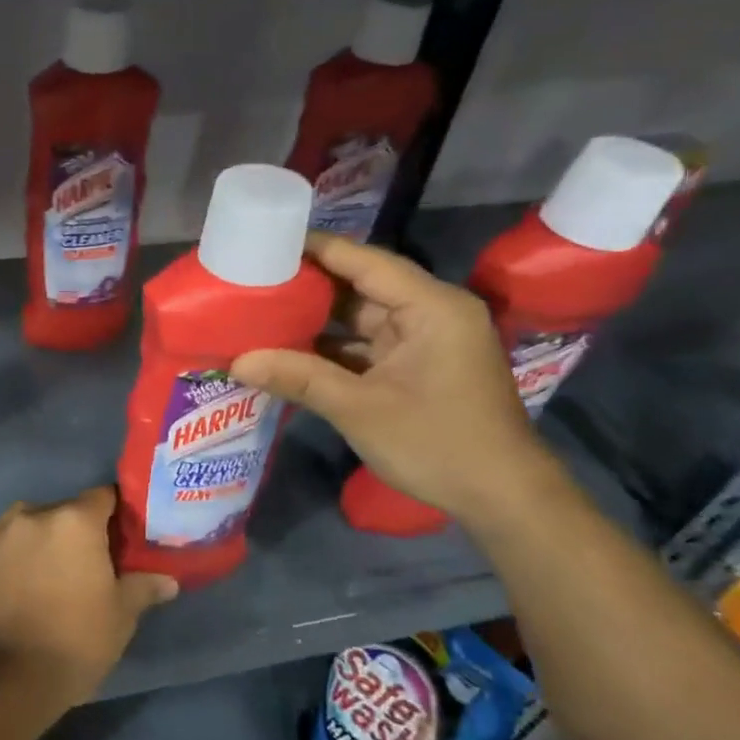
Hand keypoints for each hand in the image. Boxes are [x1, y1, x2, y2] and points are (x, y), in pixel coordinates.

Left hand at [0, 487, 177, 708]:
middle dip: (75, 530)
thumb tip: (168, 580)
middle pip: (63, 510)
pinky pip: (1, 540)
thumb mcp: (122, 614)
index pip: (102, 497)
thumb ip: (144, 586)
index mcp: (75, 520)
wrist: (14, 674)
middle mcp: (34, 513)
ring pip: (29, 523)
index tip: (118, 537)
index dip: (113, 514)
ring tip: (46, 573)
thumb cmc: (79, 638)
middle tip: (84, 563)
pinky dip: (11, 552)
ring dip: (40, 538)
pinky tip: (17, 580)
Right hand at [231, 233, 558, 525]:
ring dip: (317, 319)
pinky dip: (332, 347)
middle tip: (253, 278)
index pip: (365, 261)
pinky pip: (366, 344)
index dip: (316, 248)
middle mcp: (431, 313)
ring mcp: (425, 340)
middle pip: (361, 285)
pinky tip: (289, 350)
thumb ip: (299, 378)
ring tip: (261, 310)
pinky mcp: (417, 366)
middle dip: (309, 284)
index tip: (267, 242)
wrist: (502, 497)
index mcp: (431, 307)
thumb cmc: (438, 443)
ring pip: (361, 316)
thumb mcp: (360, 409)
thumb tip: (237, 362)